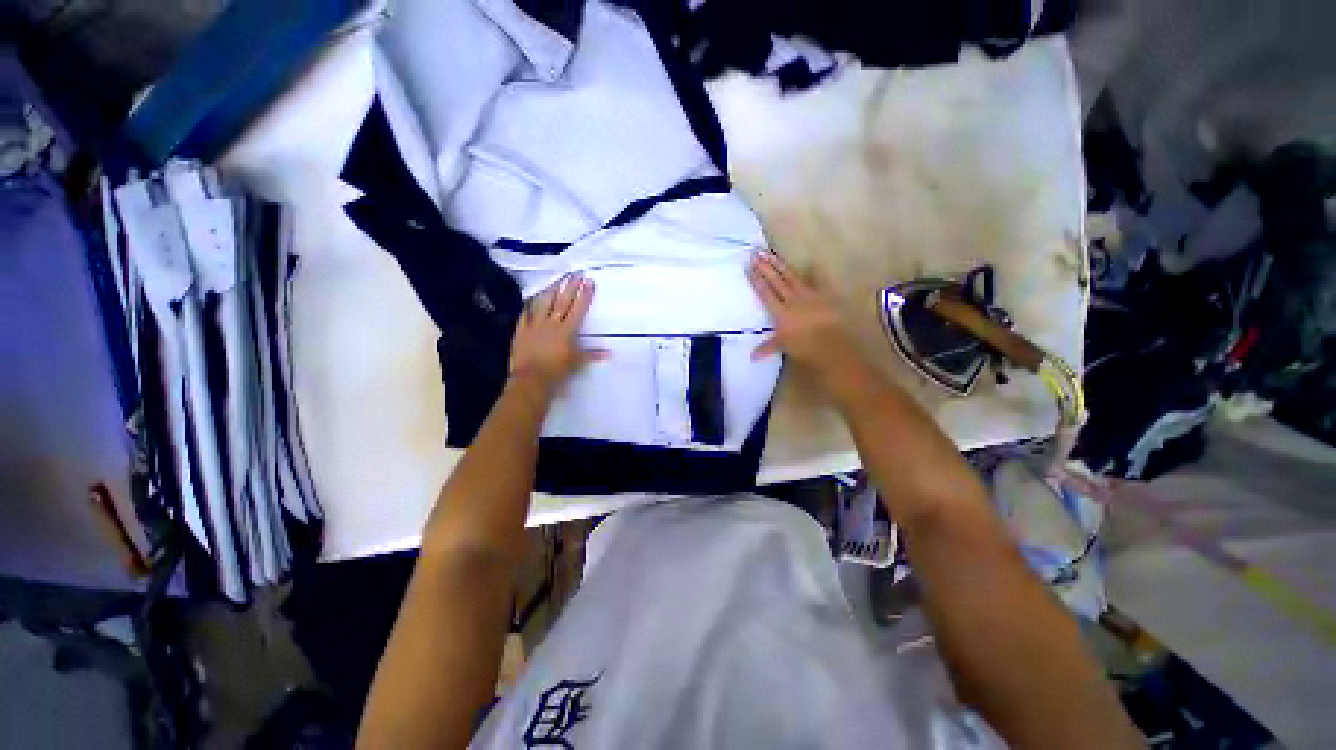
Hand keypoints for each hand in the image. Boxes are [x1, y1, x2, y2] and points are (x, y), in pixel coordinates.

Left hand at [509, 273, 606, 390]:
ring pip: (543, 304)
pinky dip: (528, 307)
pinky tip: (530, 299)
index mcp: (568, 331)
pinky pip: (525, 315)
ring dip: (550, 291)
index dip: (584, 295)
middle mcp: (552, 323)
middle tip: (575, 274)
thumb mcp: (578, 362)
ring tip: (556, 280)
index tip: (588, 281)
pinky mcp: (521, 331)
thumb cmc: (558, 371)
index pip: (578, 309)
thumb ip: (592, 354)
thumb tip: (611, 353)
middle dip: (570, 287)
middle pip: (562, 302)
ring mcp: (535, 325)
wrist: (532, 378)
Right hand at [747, 251, 861, 385]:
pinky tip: (810, 262)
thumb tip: (752, 357)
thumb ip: (767, 347)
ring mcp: (808, 295)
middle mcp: (792, 300)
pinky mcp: (823, 295)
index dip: (756, 280)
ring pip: (791, 276)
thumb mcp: (783, 347)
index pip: (765, 293)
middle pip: (776, 281)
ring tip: (770, 253)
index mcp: (781, 312)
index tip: (749, 267)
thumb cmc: (804, 347)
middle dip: (764, 267)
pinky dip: (813, 271)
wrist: (831, 344)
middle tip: (755, 253)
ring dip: (780, 264)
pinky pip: (816, 280)